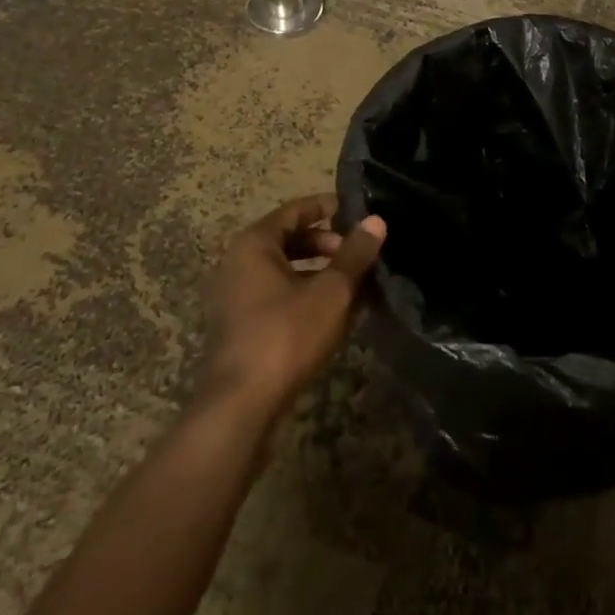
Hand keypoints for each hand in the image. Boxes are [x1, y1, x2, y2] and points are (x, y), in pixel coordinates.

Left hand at [201, 195, 386, 419]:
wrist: (240, 407)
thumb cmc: (285, 335)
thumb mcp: (331, 292)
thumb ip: (355, 254)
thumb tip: (376, 220)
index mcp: (255, 243)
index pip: (296, 210)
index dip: (329, 207)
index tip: (359, 212)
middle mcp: (240, 263)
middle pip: (291, 240)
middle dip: (329, 245)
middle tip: (361, 255)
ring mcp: (238, 297)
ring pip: (287, 272)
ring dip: (321, 274)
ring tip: (357, 285)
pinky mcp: (243, 327)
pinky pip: (279, 297)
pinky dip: (307, 297)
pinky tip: (337, 316)